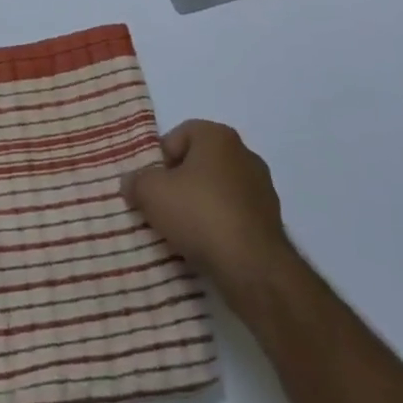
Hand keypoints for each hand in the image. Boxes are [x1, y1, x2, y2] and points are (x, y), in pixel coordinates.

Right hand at [123, 120, 296, 303]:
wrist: (253, 266)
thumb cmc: (199, 214)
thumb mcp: (152, 193)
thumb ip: (136, 181)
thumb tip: (132, 182)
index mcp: (218, 136)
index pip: (179, 135)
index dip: (160, 159)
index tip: (151, 186)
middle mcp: (244, 153)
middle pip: (199, 162)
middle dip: (179, 183)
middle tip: (162, 208)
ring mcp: (261, 187)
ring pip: (217, 189)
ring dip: (200, 205)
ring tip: (183, 232)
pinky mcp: (271, 220)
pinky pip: (234, 214)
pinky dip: (220, 224)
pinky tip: (207, 245)